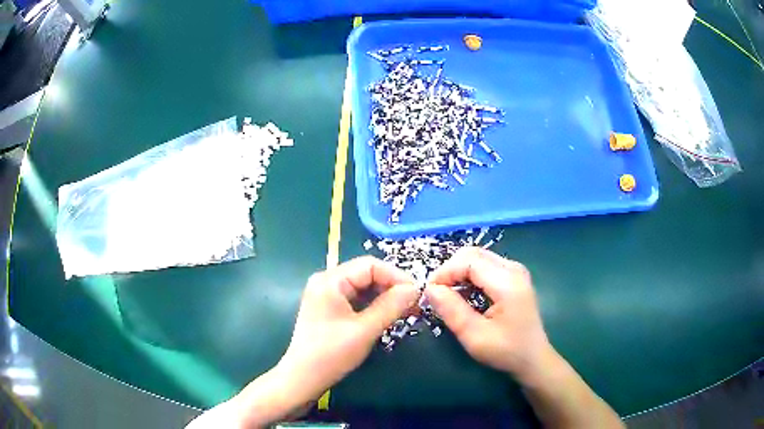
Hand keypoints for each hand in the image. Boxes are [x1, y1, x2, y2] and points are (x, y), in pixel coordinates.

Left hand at [278, 256, 418, 400]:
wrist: (303, 377)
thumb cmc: (331, 354)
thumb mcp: (365, 330)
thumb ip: (391, 306)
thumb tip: (415, 289)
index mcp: (330, 280)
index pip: (370, 266)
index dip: (396, 276)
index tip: (417, 293)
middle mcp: (326, 281)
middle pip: (366, 274)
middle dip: (392, 287)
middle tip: (414, 305)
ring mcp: (326, 295)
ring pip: (363, 287)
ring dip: (385, 297)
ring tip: (406, 311)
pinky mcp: (329, 308)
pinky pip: (356, 299)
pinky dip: (373, 305)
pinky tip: (388, 316)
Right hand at [425, 247, 551, 382]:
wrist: (533, 358)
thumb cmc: (506, 351)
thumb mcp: (474, 336)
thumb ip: (452, 310)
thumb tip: (430, 288)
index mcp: (507, 282)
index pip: (468, 261)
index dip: (445, 272)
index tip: (429, 292)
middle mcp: (513, 268)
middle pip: (473, 254)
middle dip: (450, 270)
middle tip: (436, 294)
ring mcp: (515, 271)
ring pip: (478, 258)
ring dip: (458, 272)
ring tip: (447, 296)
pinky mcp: (514, 277)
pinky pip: (485, 266)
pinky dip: (469, 276)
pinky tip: (464, 295)